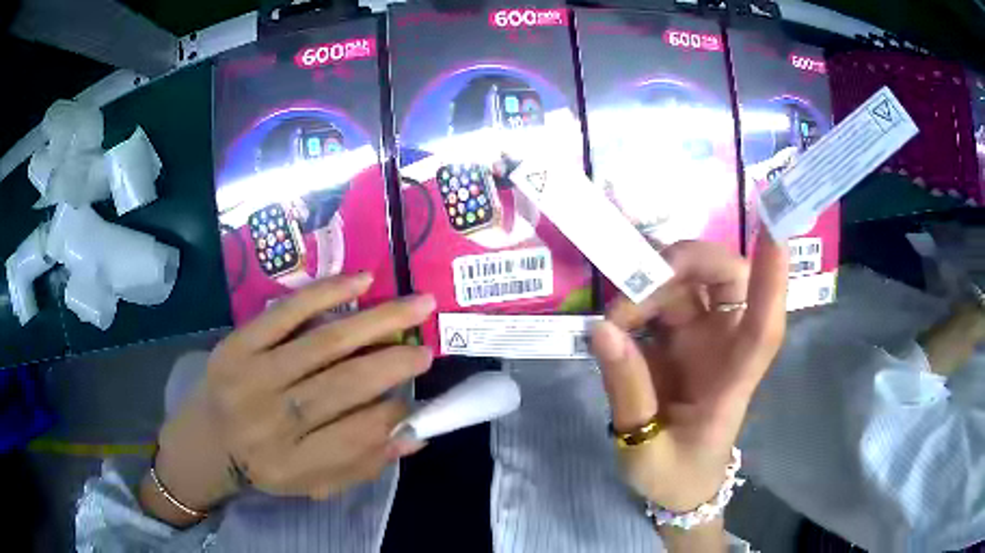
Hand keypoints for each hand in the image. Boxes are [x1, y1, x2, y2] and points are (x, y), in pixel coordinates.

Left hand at [148, 274, 434, 523]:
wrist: (203, 443)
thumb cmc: (263, 468)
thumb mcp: (312, 484)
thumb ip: (361, 464)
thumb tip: (414, 434)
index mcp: (292, 463)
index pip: (356, 435)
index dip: (394, 414)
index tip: (418, 399)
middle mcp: (272, 419)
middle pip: (343, 385)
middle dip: (394, 363)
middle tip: (426, 349)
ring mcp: (252, 375)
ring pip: (323, 343)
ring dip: (376, 321)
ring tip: (416, 306)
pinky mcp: (238, 343)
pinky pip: (286, 312)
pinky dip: (326, 293)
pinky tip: (361, 281)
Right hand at [591, 232, 787, 511]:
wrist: (681, 486)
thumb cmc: (675, 475)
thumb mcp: (644, 449)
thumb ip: (628, 391)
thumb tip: (602, 329)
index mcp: (732, 382)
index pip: (763, 327)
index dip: (773, 278)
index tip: (773, 228)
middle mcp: (727, 349)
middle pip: (730, 280)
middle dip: (690, 262)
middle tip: (639, 281)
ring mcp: (705, 340)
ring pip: (695, 281)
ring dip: (653, 283)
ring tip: (615, 319)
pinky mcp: (682, 339)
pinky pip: (666, 298)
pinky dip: (640, 298)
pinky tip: (618, 323)